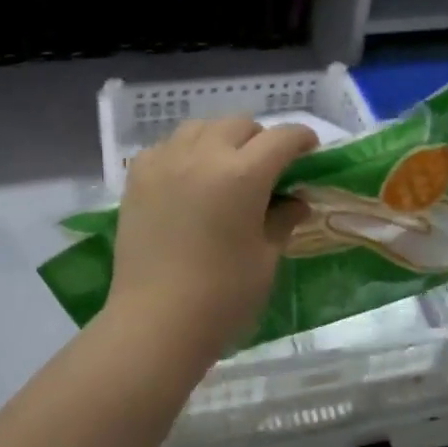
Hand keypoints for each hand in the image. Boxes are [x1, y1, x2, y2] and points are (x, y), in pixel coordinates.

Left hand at [106, 117, 318, 356]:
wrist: (155, 322)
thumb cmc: (223, 296)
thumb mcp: (266, 257)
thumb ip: (282, 220)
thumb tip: (295, 201)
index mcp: (242, 174)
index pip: (282, 138)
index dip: (302, 140)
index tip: (310, 151)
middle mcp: (203, 156)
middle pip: (240, 124)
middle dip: (261, 139)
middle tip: (268, 169)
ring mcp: (165, 163)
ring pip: (200, 127)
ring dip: (221, 139)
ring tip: (225, 168)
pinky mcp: (138, 178)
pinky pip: (168, 146)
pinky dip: (185, 152)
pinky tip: (189, 179)